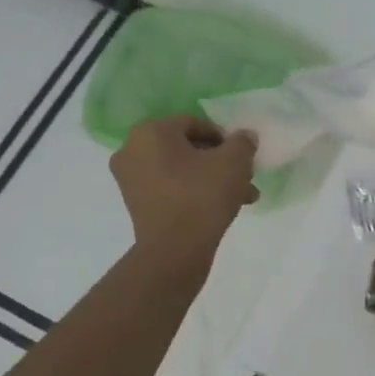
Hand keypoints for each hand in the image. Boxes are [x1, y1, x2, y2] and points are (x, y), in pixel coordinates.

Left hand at [109, 116, 258, 271]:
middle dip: (219, 162)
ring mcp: (130, 180)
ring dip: (212, 179)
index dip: (224, 138)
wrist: (175, 251)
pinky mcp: (136, 205)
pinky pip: (171, 189)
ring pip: (182, 171)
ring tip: (242, 196)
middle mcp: (132, 150)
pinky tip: (223, 208)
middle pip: (187, 148)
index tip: (242, 156)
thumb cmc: (202, 196)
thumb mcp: (234, 162)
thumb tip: (243, 137)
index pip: (195, 124)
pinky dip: (194, 193)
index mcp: (150, 131)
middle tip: (244, 176)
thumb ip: (242, 142)